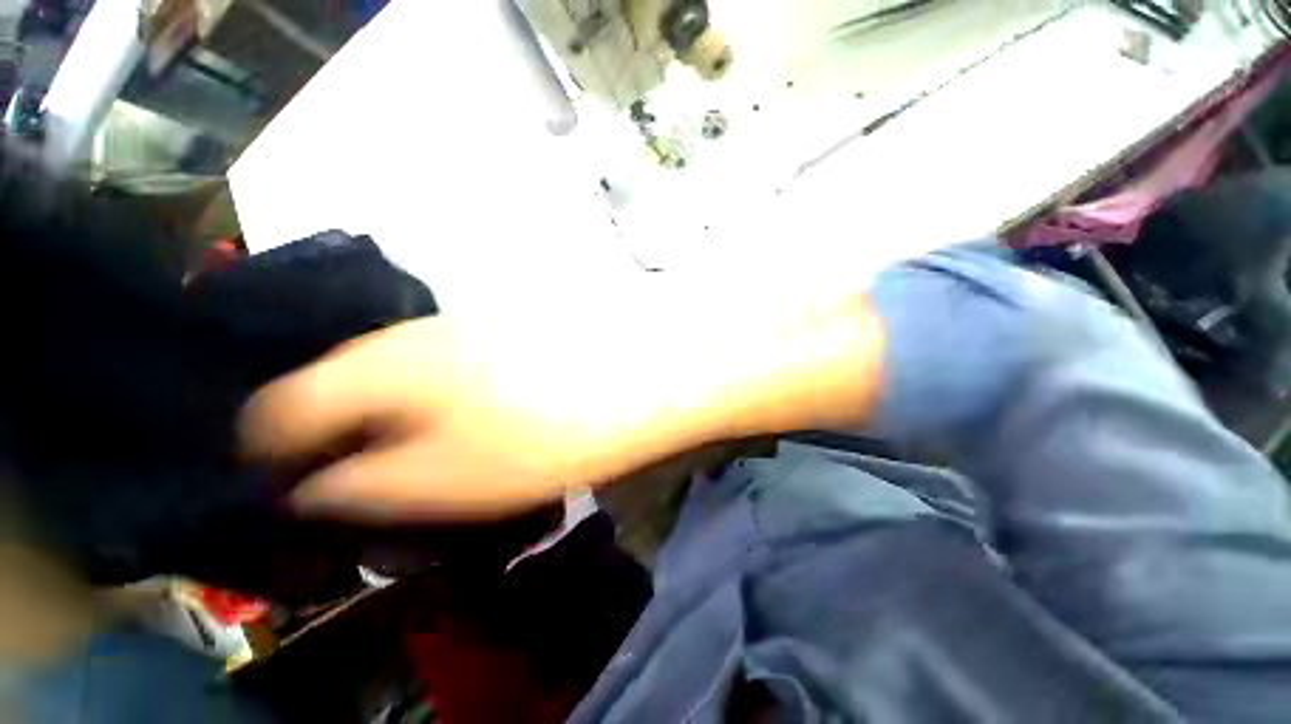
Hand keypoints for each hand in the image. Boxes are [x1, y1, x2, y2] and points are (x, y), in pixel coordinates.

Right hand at [240, 290, 883, 521]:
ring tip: (413, 466)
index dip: (267, 458)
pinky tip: (464, 427)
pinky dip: (433, 403)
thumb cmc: (557, 429)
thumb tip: (308, 492)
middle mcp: (412, 335)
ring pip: (392, 380)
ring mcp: (462, 329)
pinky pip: (441, 371)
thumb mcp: (451, 479)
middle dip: (330, 443)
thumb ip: (365, 487)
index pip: (276, 410)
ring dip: (386, 424)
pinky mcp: (501, 334)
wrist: (646, 373)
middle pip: (334, 392)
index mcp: (382, 366)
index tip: (287, 498)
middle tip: (356, 492)